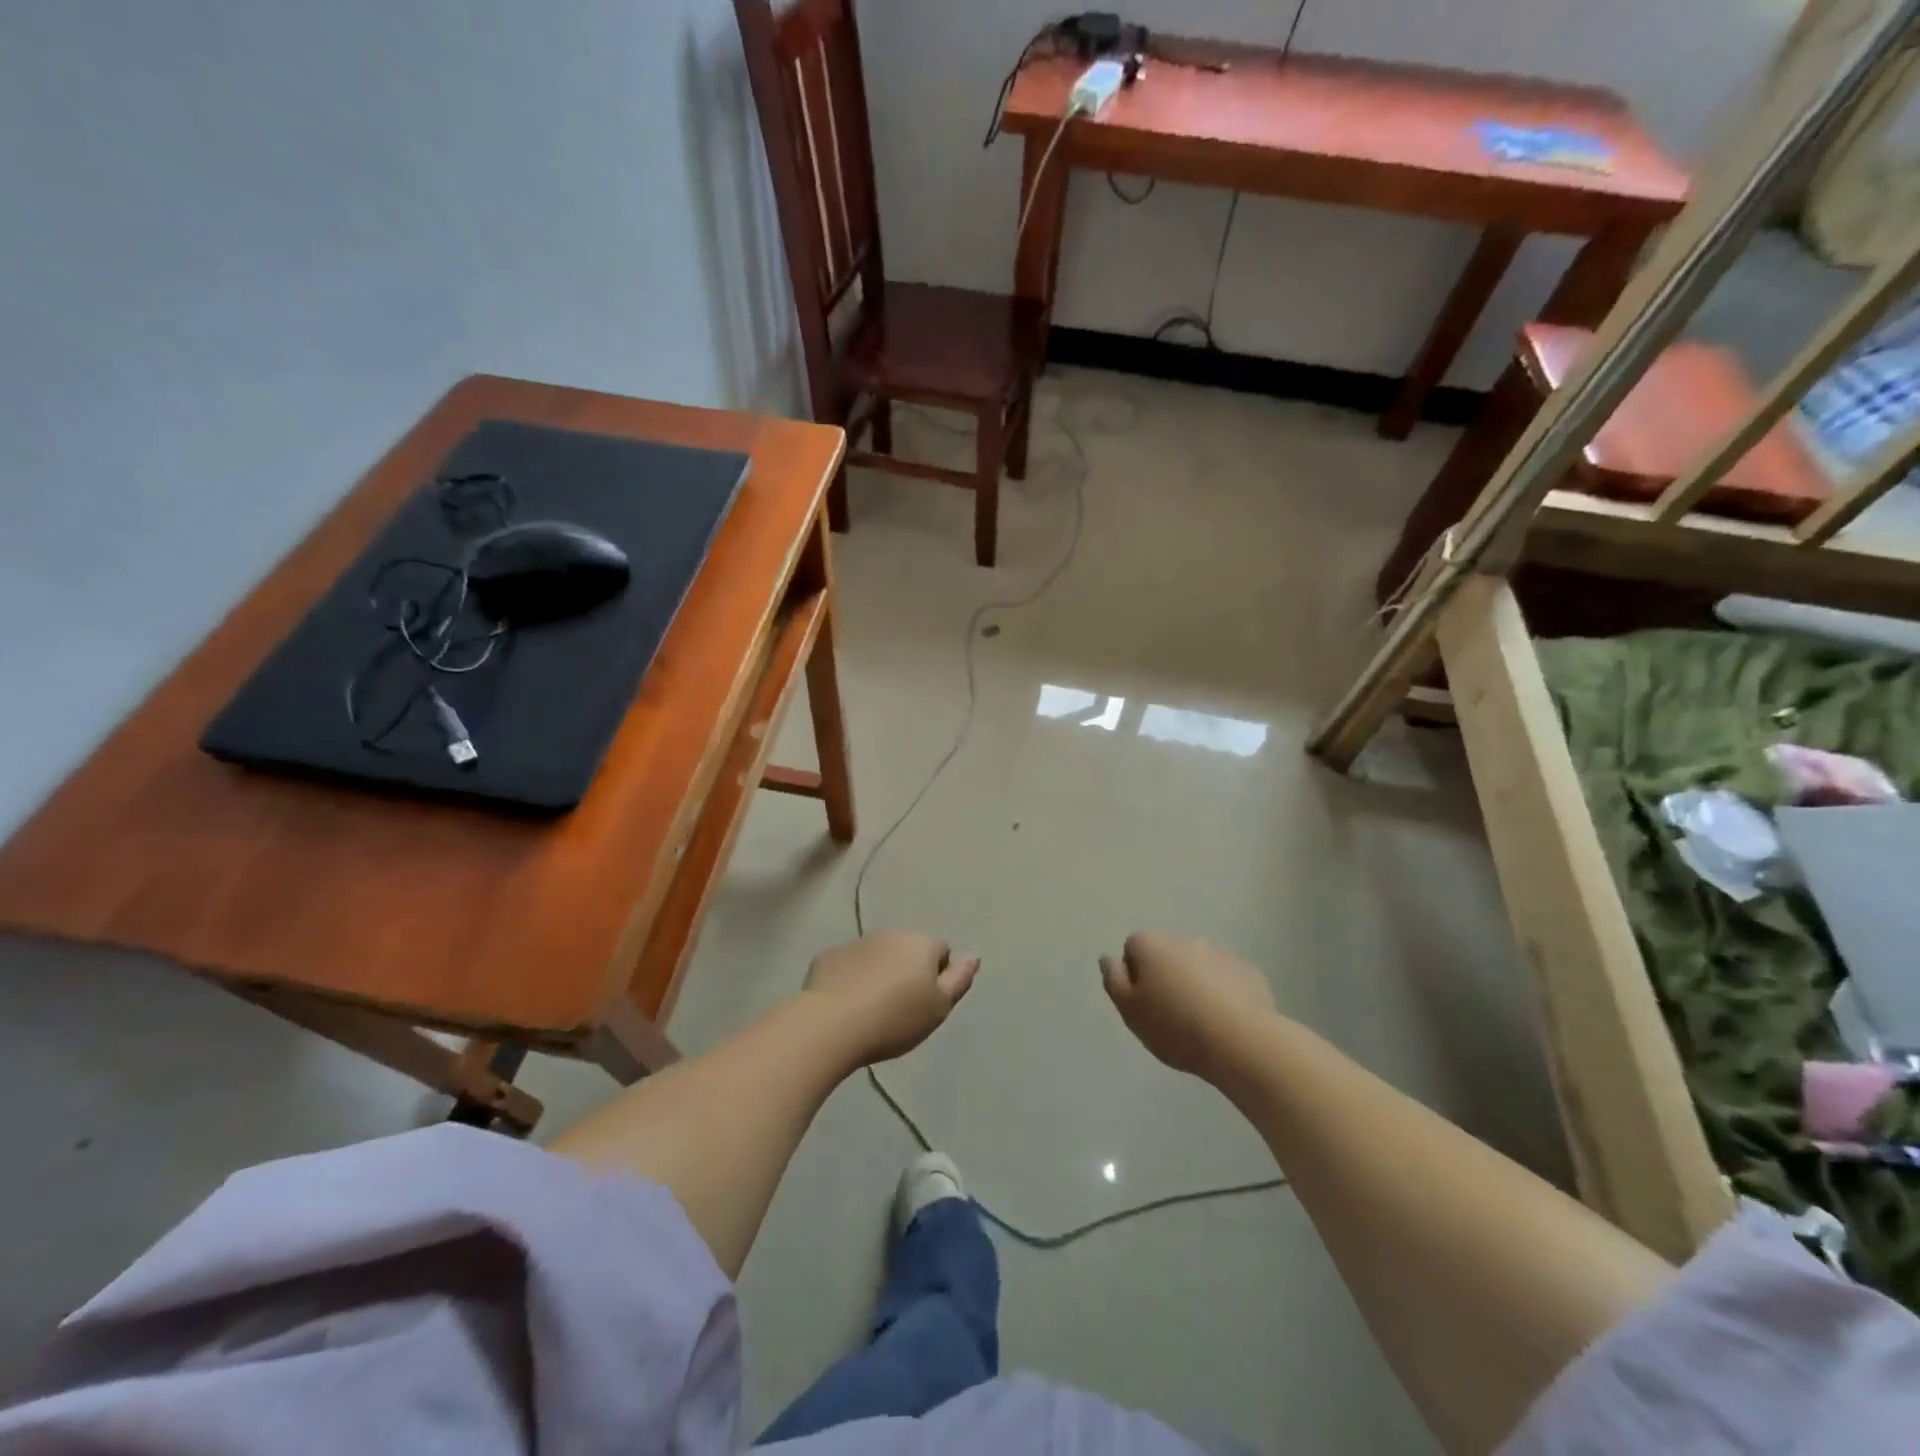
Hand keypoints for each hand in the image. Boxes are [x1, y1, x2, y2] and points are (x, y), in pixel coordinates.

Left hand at [804, 931, 979, 1064]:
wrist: (831, 1023)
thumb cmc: (894, 1019)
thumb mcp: (938, 1008)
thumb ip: (959, 980)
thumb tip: (974, 956)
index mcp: (921, 944)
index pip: (942, 951)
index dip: (938, 976)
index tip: (926, 1003)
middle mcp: (891, 933)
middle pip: (908, 949)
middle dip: (907, 970)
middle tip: (900, 1007)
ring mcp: (857, 942)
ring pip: (877, 955)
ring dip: (879, 972)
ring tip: (871, 1008)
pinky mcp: (829, 956)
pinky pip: (848, 964)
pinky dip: (851, 978)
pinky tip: (845, 1004)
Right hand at [1100, 932, 1275, 1081]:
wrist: (1241, 1042)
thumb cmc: (1175, 1026)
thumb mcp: (1130, 1011)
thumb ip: (1113, 981)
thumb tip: (1107, 958)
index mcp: (1152, 945)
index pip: (1132, 948)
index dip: (1134, 975)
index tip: (1142, 1003)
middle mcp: (1185, 940)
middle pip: (1166, 955)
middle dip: (1165, 977)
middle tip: (1169, 1015)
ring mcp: (1220, 953)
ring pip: (1197, 966)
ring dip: (1194, 984)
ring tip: (1200, 1022)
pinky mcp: (1249, 972)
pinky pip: (1226, 979)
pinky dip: (1222, 994)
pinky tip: (1225, 1022)